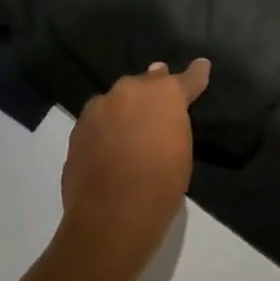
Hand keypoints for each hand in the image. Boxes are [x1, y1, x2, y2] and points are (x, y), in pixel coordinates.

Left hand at [59, 58, 211, 272]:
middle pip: (145, 82)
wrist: (112, 214)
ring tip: (131, 126)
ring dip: (125, 108)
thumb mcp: (180, 151)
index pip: (186, 78)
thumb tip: (163, 116)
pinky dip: (106, 127)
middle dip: (153, 88)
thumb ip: (173, 124)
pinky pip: (98, 120)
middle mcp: (129, 91)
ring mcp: (99, 108)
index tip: (201, 66)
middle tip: (159, 101)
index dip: (195, 74)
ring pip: (116, 100)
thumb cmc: (161, 184)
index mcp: (164, 94)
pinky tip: (109, 146)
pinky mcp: (78, 128)